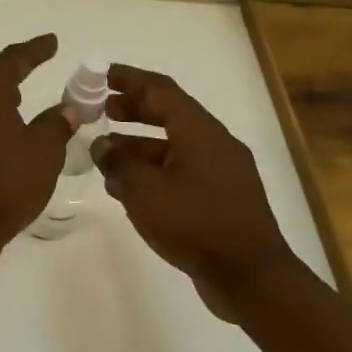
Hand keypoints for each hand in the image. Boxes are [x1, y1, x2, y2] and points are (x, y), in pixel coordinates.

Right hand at [91, 64, 293, 316]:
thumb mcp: (144, 191)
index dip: (130, 79)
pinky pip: (182, 171)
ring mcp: (222, 172)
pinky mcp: (222, 198)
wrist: (251, 277)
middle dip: (133, 110)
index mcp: (200, 132)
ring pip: (174, 146)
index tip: (102, 75)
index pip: (161, 90)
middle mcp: (215, 144)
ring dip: (139, 145)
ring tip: (106, 153)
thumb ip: (118, 162)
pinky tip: (129, 187)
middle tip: (101, 111)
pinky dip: (154, 170)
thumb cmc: (194, 224)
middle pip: (170, 114)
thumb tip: (101, 146)